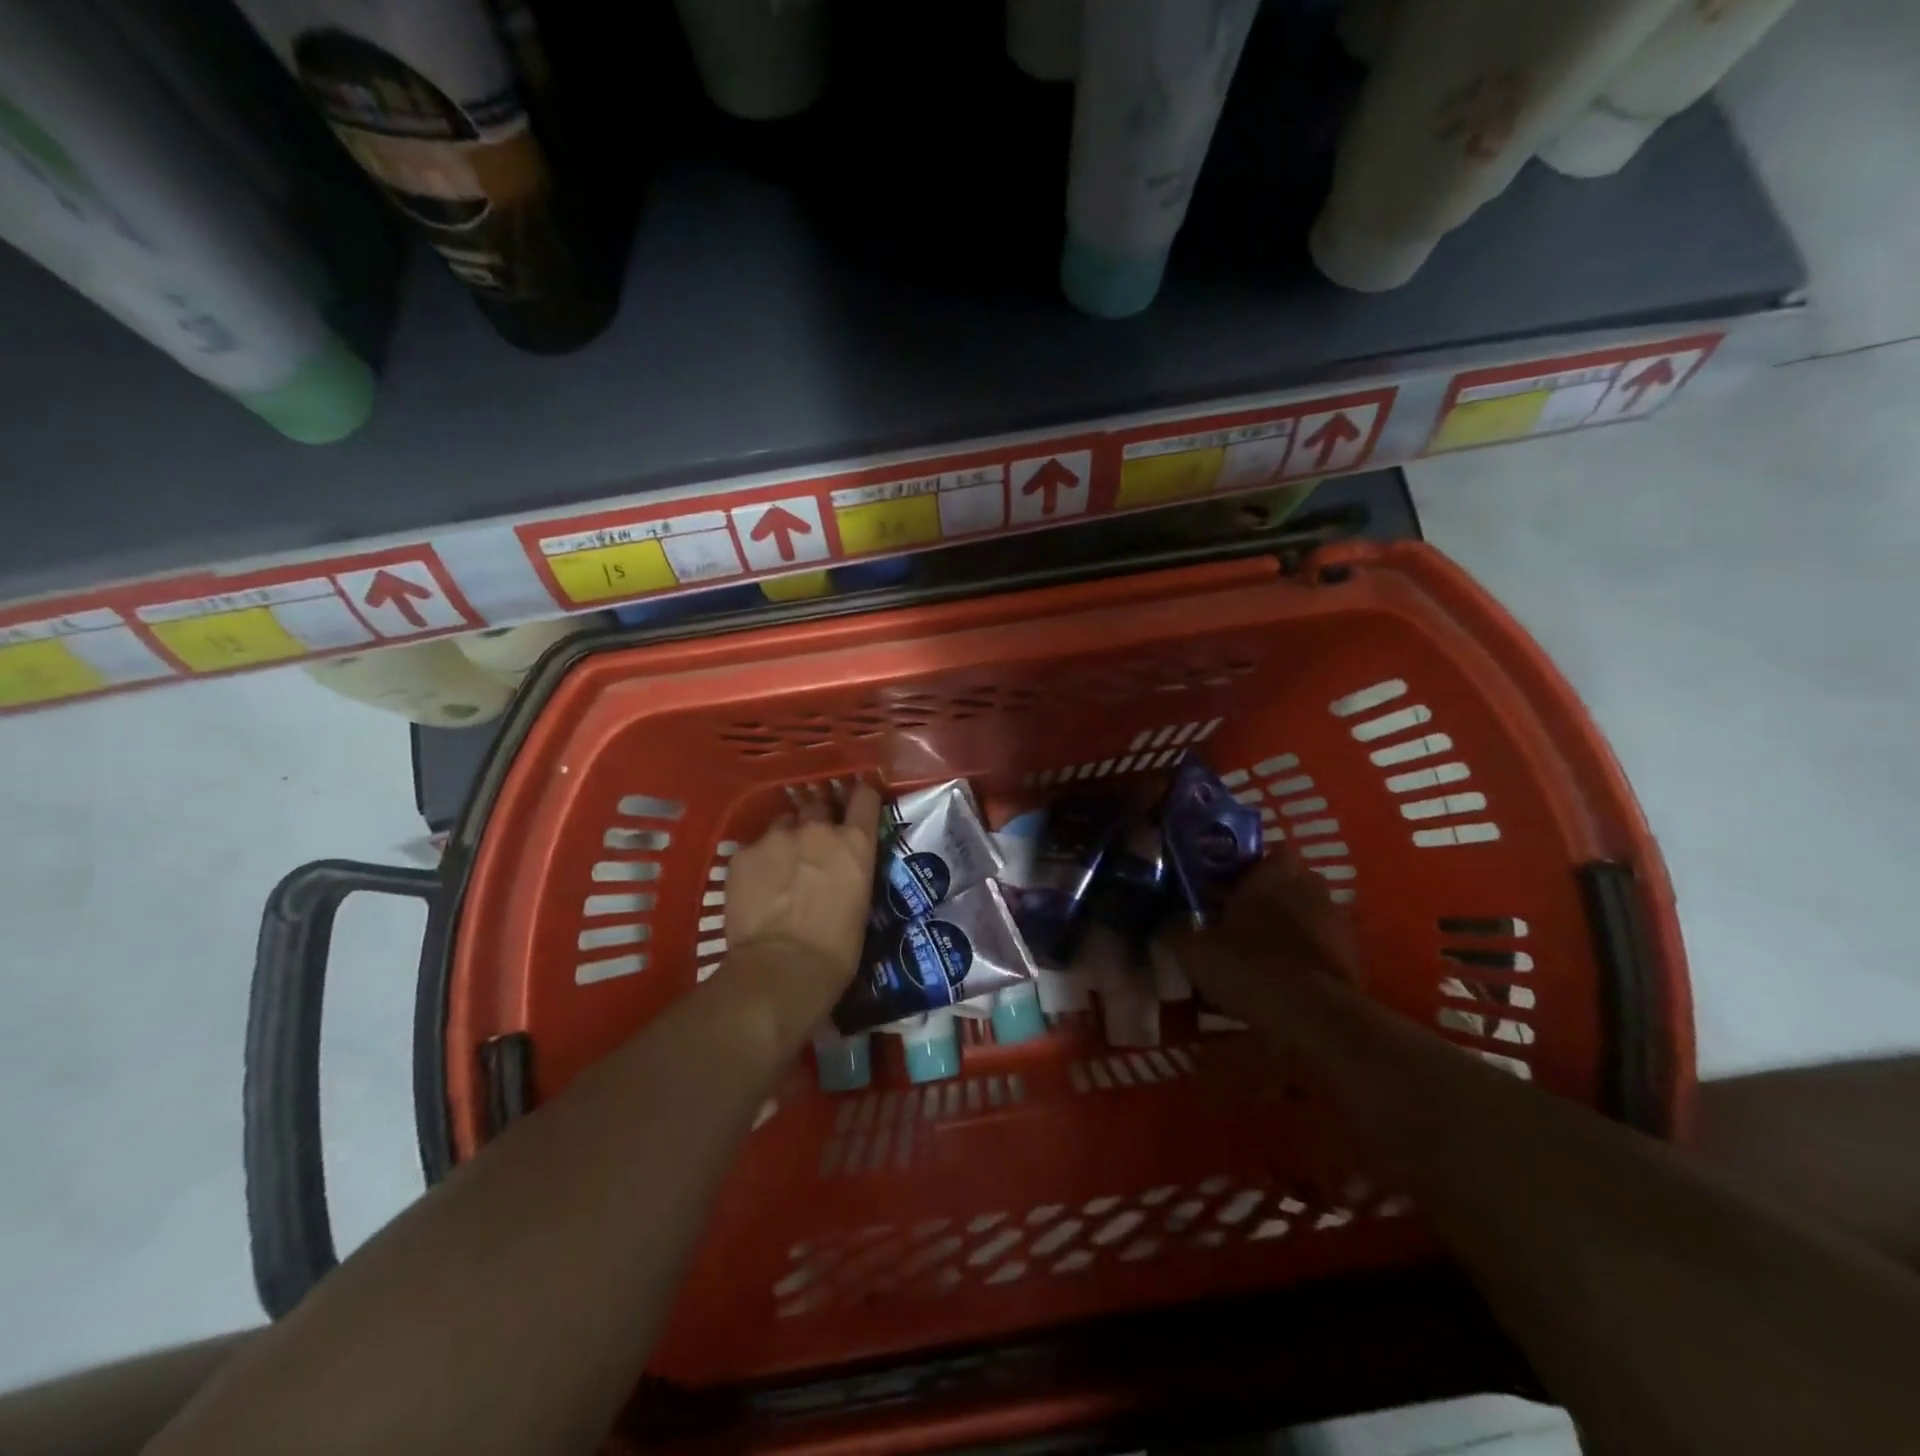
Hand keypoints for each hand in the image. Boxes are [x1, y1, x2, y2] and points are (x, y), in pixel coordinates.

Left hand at [723, 781, 882, 1020]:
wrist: (782, 968)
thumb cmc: (837, 949)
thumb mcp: (860, 902)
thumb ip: (850, 871)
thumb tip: (840, 871)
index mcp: (854, 842)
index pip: (864, 796)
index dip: (861, 795)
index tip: (857, 800)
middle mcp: (817, 828)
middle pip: (819, 803)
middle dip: (818, 817)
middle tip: (814, 840)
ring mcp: (776, 837)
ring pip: (782, 823)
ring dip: (786, 837)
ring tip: (781, 865)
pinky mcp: (743, 853)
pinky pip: (754, 848)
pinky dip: (758, 861)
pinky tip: (756, 886)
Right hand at [1156, 851, 1360, 1020]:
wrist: (1315, 1019)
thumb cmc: (1250, 966)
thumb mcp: (1194, 949)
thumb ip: (1174, 929)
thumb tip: (1163, 922)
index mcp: (1273, 871)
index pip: (1260, 851)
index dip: (1239, 867)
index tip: (1219, 886)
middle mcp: (1310, 885)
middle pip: (1283, 882)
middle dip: (1262, 896)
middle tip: (1233, 919)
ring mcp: (1338, 920)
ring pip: (1303, 913)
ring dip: (1285, 926)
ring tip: (1256, 953)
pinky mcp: (1354, 956)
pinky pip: (1320, 946)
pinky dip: (1303, 956)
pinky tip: (1281, 979)